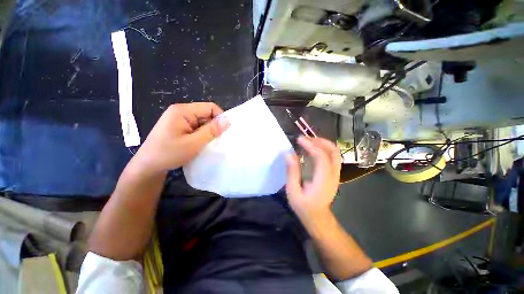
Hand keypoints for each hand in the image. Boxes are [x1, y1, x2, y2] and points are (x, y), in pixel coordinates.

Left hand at [133, 102, 229, 174]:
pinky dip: (202, 135)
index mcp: (182, 111)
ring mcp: (180, 120)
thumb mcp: (193, 143)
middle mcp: (181, 111)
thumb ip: (211, 131)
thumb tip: (228, 121)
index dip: (220, 117)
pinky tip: (202, 144)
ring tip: (209, 144)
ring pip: (203, 122)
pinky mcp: (180, 127)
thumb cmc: (169, 153)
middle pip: (206, 114)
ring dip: (208, 132)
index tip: (224, 132)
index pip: (210, 107)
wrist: (148, 166)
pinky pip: (197, 128)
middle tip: (216, 141)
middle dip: (214, 126)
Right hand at [285, 136, 340, 217]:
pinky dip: (323, 149)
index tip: (299, 139)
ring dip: (322, 143)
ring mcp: (335, 174)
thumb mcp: (293, 191)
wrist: (318, 217)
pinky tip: (312, 150)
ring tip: (308, 142)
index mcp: (323, 180)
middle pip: (333, 151)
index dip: (310, 145)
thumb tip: (288, 154)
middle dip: (320, 141)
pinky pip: (332, 157)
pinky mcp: (334, 174)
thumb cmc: (304, 206)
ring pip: (335, 152)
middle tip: (305, 139)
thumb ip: (292, 172)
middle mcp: (333, 175)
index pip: (321, 156)